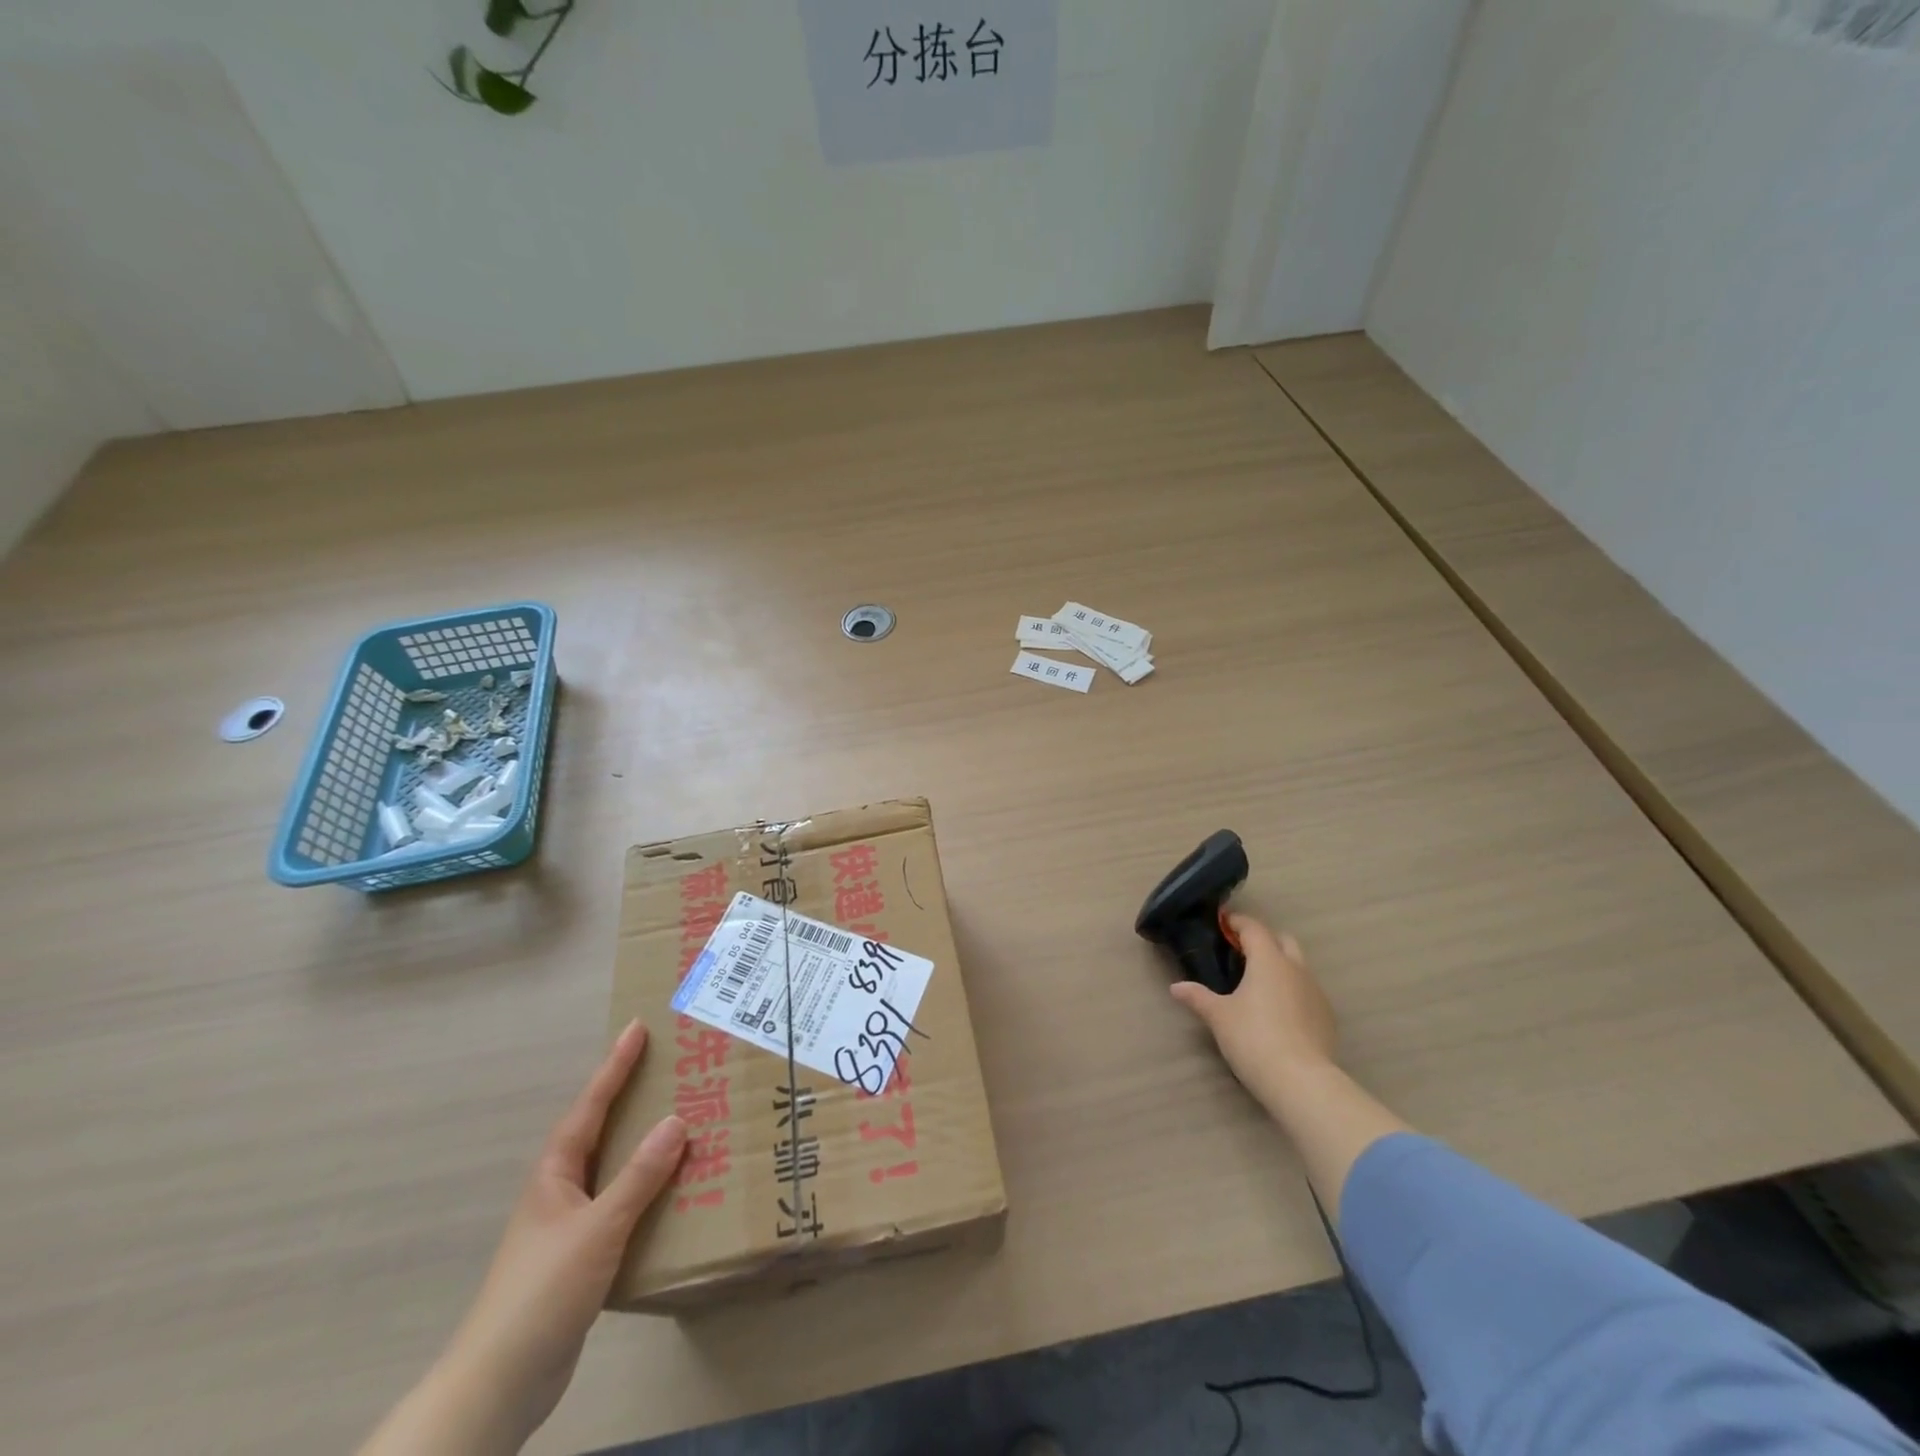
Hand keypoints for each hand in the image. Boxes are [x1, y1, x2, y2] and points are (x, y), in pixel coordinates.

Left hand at [362, 1020, 686, 1455]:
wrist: (501, 1383)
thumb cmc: (543, 1291)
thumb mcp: (598, 1228)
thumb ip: (639, 1176)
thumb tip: (676, 1120)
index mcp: (556, 1173)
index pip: (590, 1106)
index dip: (614, 1066)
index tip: (636, 1027)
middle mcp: (561, 1190)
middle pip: (601, 1130)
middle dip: (631, 1097)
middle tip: (669, 1066)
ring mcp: (569, 1225)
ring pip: (613, 1168)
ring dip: (644, 1143)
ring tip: (684, 1118)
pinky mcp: (582, 1257)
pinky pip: (623, 1204)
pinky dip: (648, 1188)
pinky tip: (675, 1191)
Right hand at [1170, 914, 1337, 1111]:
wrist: (1301, 1081)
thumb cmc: (1253, 1038)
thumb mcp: (1218, 1016)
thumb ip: (1198, 997)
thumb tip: (1177, 987)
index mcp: (1269, 960)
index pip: (1254, 928)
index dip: (1237, 922)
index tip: (1223, 923)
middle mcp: (1296, 969)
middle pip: (1283, 940)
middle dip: (1264, 940)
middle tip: (1241, 952)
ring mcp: (1316, 993)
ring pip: (1298, 966)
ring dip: (1281, 966)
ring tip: (1259, 985)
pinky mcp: (1327, 1017)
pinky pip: (1308, 992)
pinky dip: (1292, 991)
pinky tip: (1279, 1012)